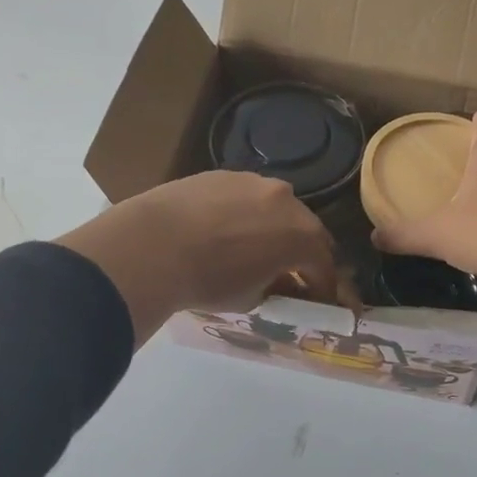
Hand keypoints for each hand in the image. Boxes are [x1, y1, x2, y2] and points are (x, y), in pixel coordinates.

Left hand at [57, 172, 336, 344]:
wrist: (153, 245)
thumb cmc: (209, 281)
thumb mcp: (251, 299)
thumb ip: (276, 288)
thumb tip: (281, 283)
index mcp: (302, 237)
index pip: (324, 267)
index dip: (322, 288)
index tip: (316, 302)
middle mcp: (287, 201)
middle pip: (306, 230)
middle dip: (303, 253)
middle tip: (290, 273)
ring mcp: (255, 182)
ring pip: (276, 208)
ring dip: (274, 228)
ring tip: (253, 247)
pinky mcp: (224, 174)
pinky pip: (246, 196)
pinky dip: (245, 213)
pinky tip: (223, 229)